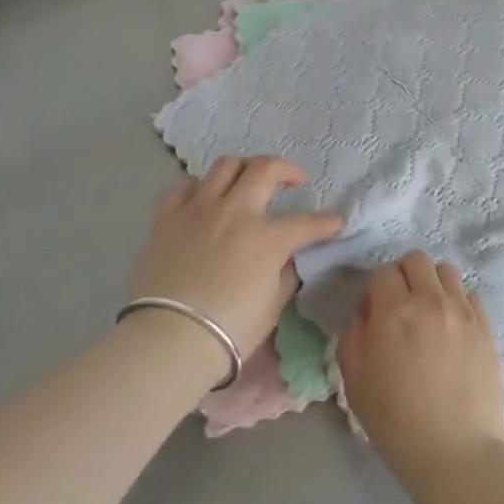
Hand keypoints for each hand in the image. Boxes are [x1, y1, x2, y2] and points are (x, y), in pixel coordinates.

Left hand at [127, 156, 342, 359]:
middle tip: (292, 180)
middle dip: (286, 169)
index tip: (335, 223)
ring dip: (243, 168)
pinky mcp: (167, 216)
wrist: (169, 339)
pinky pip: (185, 186)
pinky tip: (204, 199)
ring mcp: (199, 209)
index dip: (325, 222)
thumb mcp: (272, 306)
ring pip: (225, 165)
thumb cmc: (230, 330)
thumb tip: (287, 258)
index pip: (306, 223)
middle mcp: (235, 212)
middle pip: (265, 169)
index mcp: (267, 237)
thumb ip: (284, 274)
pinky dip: (200, 187)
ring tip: (247, 181)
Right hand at [337, 252, 503, 487]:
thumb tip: (366, 314)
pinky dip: (457, 301)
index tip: (374, 315)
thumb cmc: (396, 421)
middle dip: (403, 276)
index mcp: (394, 312)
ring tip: (429, 313)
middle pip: (416, 259)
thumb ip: (353, 336)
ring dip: (432, 283)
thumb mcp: (354, 381)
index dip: (374, 291)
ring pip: (446, 270)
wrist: (455, 453)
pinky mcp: (486, 327)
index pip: (382, 273)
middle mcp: (430, 301)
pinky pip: (469, 293)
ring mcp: (463, 312)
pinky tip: (451, 327)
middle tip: (401, 306)